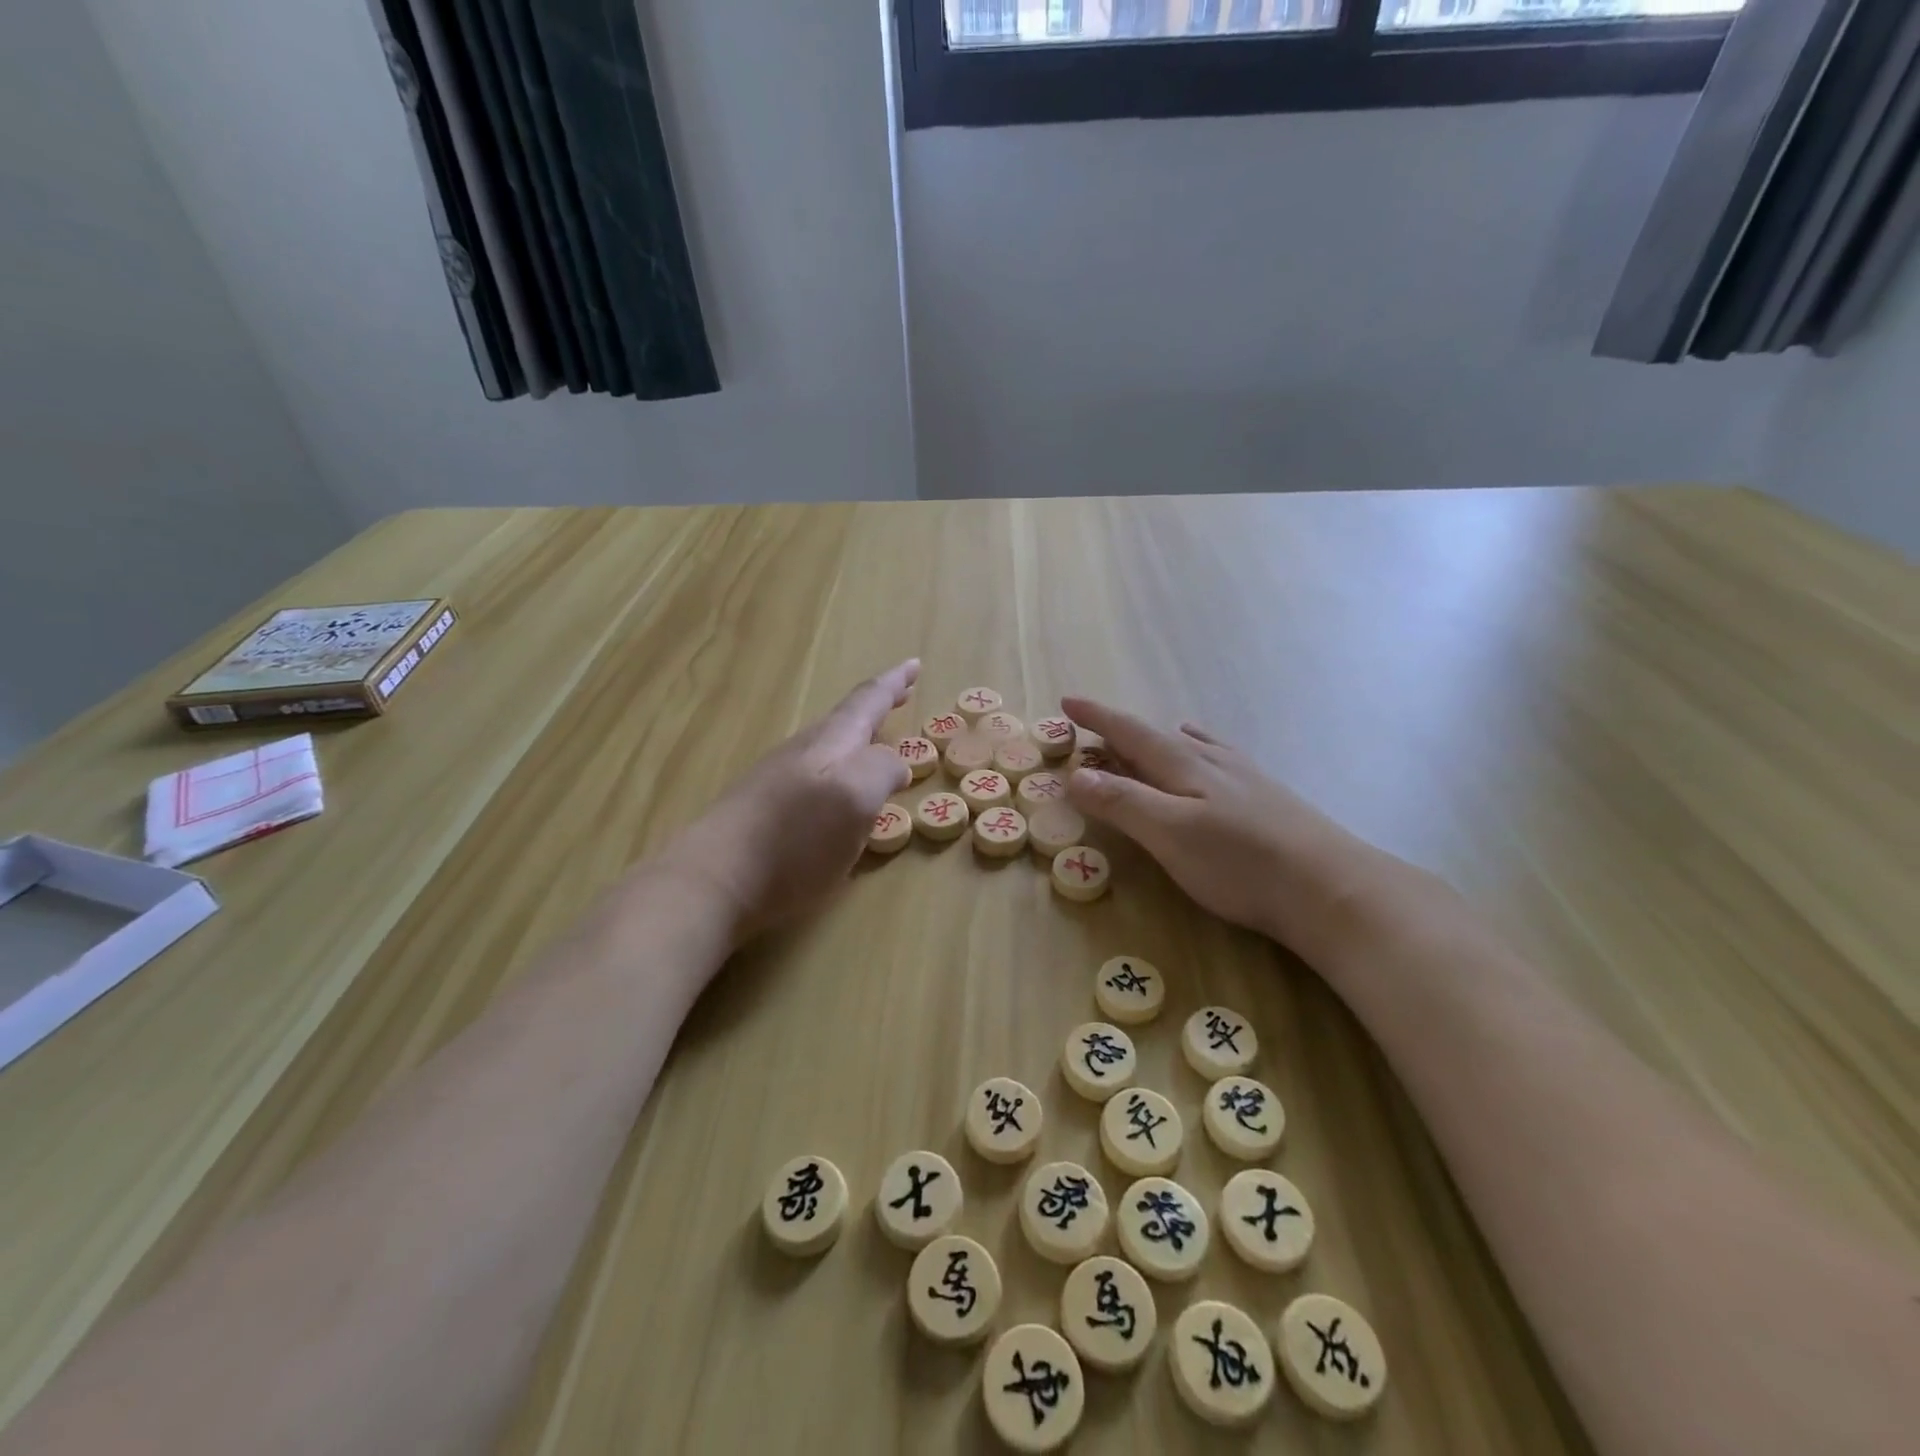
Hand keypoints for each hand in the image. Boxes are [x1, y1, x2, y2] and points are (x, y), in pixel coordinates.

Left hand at [666, 661, 919, 937]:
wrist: (713, 881)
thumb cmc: (794, 839)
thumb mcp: (855, 798)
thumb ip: (881, 770)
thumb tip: (893, 762)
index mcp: (830, 743)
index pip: (867, 701)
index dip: (893, 683)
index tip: (914, 664)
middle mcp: (803, 753)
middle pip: (844, 722)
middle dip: (874, 709)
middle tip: (899, 697)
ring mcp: (778, 781)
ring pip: (827, 749)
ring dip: (856, 741)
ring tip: (875, 745)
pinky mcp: (763, 812)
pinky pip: (813, 779)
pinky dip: (837, 774)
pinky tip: (837, 798)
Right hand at [1062, 697, 1401, 960]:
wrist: (1331, 887)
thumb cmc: (1240, 862)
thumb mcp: (1170, 834)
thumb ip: (1123, 802)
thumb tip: (1074, 774)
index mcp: (1185, 764)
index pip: (1130, 731)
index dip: (1097, 717)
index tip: (1067, 702)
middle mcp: (1213, 760)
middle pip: (1158, 736)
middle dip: (1122, 731)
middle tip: (1095, 732)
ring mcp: (1245, 777)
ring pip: (1193, 745)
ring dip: (1161, 740)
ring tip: (1150, 739)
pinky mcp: (1267, 798)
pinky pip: (1219, 759)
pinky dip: (1198, 752)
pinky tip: (1211, 763)